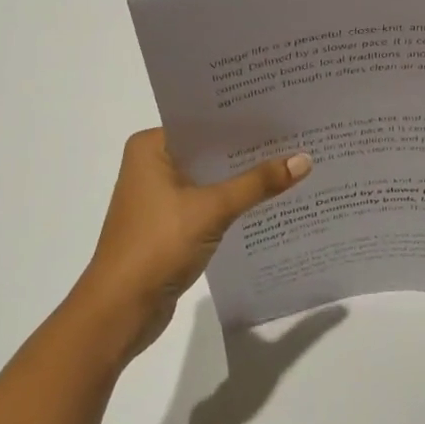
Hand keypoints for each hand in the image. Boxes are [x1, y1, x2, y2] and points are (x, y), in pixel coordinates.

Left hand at [71, 129, 310, 356]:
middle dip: (248, 148)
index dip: (243, 119)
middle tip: (296, 135)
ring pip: (211, 177)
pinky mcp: (169, 224)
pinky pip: (208, 201)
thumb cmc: (157, 246)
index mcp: (150, 147)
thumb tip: (304, 159)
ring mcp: (159, 196)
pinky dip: (234, 200)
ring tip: (292, 163)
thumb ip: (258, 183)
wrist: (120, 311)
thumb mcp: (212, 209)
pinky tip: (269, 198)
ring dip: (243, 177)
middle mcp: (152, 164)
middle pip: (210, 149)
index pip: (204, 122)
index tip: (282, 112)